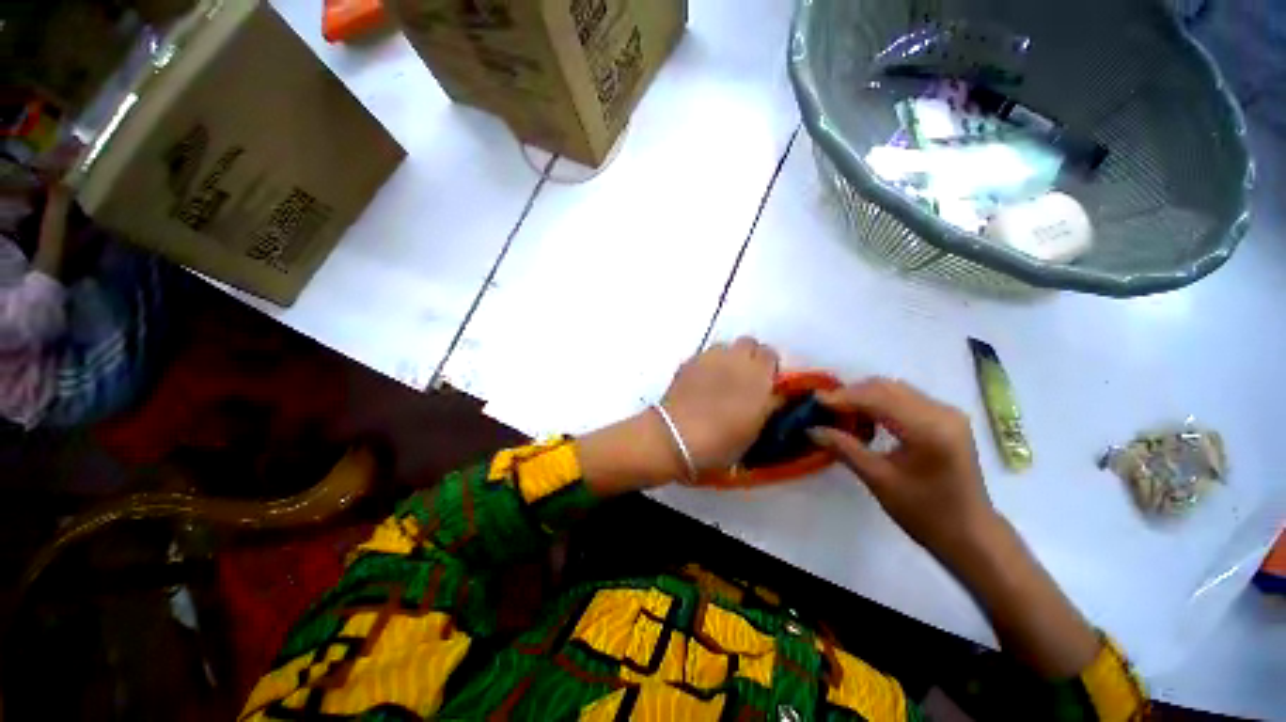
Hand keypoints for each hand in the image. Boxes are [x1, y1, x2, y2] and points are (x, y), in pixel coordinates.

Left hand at [661, 337, 779, 473]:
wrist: (677, 437)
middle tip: (744, 378)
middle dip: (749, 356)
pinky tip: (700, 384)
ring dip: (727, 358)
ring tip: (720, 379)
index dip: (768, 367)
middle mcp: (735, 359)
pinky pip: (704, 357)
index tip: (765, 382)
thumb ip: (769, 405)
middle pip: (748, 343)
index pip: (770, 354)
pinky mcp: (688, 362)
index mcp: (758, 375)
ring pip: (724, 347)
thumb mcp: (756, 429)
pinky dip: (706, 366)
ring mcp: (709, 358)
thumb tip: (776, 394)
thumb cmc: (722, 441)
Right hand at [810, 378, 998, 557]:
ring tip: (841, 412)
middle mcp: (942, 412)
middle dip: (852, 393)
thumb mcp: (879, 480)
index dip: (843, 397)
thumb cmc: (925, 513)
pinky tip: (867, 417)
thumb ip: (844, 448)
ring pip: (896, 390)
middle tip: (825, 407)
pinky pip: (906, 398)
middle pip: (887, 388)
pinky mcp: (947, 419)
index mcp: (929, 429)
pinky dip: (881, 402)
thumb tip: (811, 429)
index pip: (878, 399)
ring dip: (865, 396)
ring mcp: (947, 413)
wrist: (971, 534)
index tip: (815, 400)